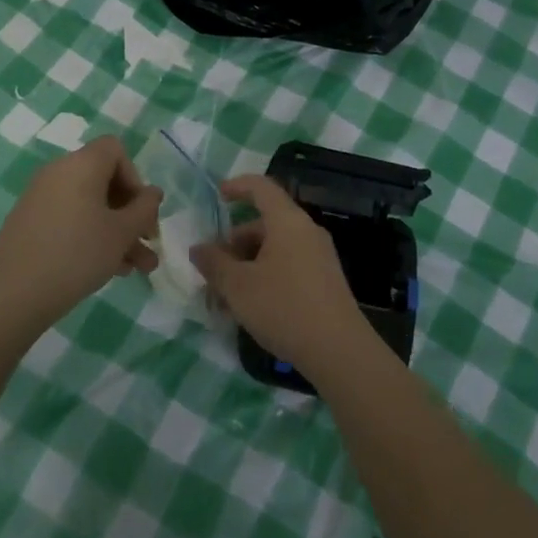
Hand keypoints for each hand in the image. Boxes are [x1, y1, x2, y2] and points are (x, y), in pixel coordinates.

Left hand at [0, 137, 162, 333]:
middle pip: (104, 181)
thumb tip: (152, 193)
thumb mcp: (121, 233)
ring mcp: (40, 197)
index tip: (141, 211)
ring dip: (117, 232)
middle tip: (148, 244)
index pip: (115, 150)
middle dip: (131, 214)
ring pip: (90, 206)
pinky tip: (108, 270)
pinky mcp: (30, 222)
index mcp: (81, 164)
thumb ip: (144, 209)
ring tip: (137, 269)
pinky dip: (90, 236)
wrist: (13, 294)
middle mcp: (58, 172)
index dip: (135, 177)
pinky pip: (70, 219)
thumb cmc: (77, 254)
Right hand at [193, 175, 375, 378]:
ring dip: (247, 263)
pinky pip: (288, 265)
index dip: (237, 186)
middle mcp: (307, 231)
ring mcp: (319, 256)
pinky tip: (250, 305)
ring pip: (275, 248)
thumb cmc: (283, 307)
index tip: (218, 195)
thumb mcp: (238, 286)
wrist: (339, 351)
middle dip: (235, 242)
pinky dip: (265, 275)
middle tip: (212, 268)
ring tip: (226, 295)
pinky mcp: (324, 280)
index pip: (261, 187)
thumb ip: (214, 263)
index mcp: (287, 221)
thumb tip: (199, 248)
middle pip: (265, 222)